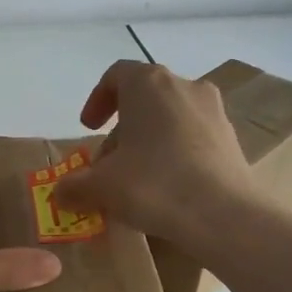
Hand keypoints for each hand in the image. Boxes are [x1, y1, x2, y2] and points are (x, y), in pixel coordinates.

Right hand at [51, 61, 250, 242]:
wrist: (224, 216)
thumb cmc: (153, 185)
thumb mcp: (101, 187)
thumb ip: (74, 185)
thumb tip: (60, 192)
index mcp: (149, 84)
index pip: (116, 75)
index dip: (97, 100)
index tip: (88, 128)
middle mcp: (184, 87)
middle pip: (144, 98)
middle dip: (121, 129)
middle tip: (108, 163)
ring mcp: (213, 112)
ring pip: (170, 118)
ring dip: (148, 141)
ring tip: (136, 178)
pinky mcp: (231, 139)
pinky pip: (193, 137)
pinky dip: (174, 153)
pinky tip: (167, 187)